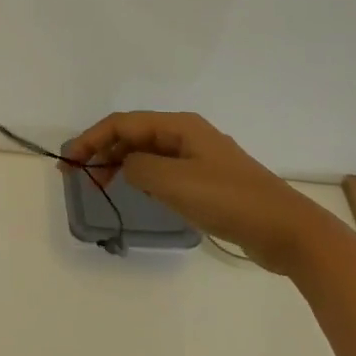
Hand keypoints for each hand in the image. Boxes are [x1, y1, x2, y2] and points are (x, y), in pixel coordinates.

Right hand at [63, 111, 344, 273]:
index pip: (122, 124)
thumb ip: (138, 167)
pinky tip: (136, 192)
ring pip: (148, 153)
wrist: (286, 231)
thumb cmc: (227, 199)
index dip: (91, 139)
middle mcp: (188, 135)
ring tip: (101, 184)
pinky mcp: (208, 181)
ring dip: (120, 163)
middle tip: (79, 175)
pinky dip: (142, 176)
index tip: (69, 161)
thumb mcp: (172, 181)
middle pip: (134, 135)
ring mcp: (200, 158)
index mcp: (180, 126)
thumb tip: (127, 165)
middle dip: (103, 150)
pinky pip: (164, 170)